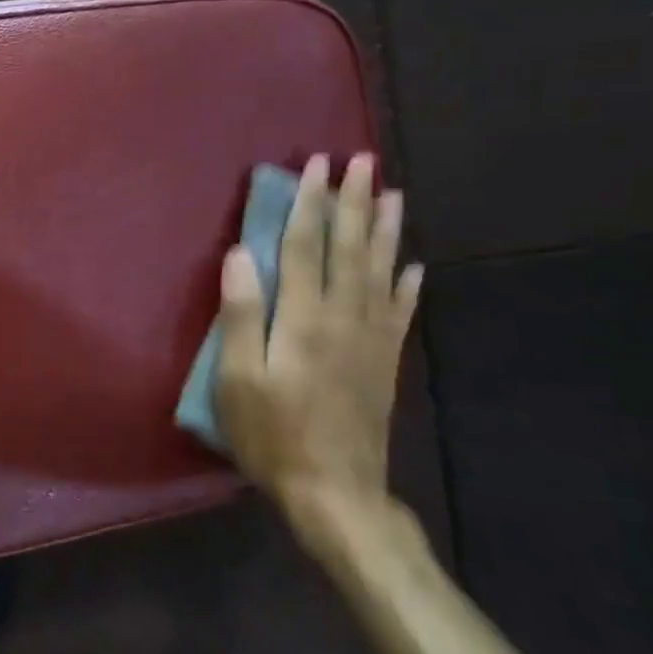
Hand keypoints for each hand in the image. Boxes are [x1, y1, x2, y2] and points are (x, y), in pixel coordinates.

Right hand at [213, 154, 421, 533]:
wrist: (335, 492)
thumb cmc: (272, 433)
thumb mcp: (238, 378)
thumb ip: (241, 314)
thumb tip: (241, 254)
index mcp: (304, 319)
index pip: (306, 247)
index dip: (309, 204)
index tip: (315, 166)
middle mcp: (345, 318)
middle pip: (350, 248)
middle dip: (354, 202)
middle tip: (363, 161)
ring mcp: (372, 339)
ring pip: (381, 272)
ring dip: (385, 230)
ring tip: (393, 195)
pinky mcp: (385, 361)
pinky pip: (401, 312)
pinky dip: (408, 284)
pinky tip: (414, 266)